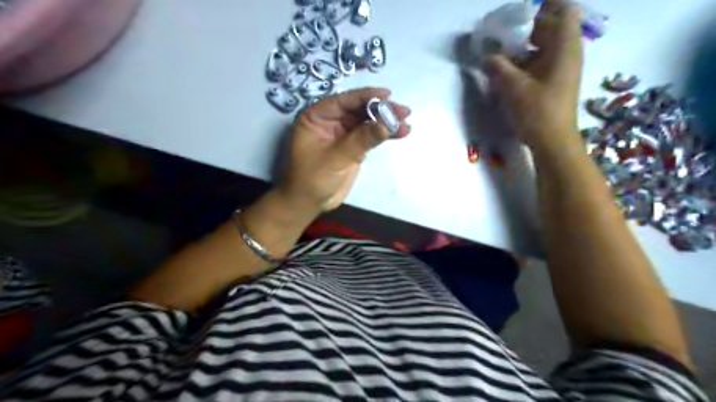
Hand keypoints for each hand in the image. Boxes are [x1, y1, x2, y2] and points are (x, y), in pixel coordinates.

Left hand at [281, 88, 413, 212]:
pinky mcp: (353, 147)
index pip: (343, 101)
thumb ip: (363, 139)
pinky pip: (370, 136)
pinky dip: (384, 134)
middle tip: (403, 111)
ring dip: (386, 122)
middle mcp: (330, 121)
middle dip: (381, 110)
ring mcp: (342, 134)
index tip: (387, 95)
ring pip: (367, 122)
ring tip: (406, 122)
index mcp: (317, 117)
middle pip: (358, 110)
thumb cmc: (314, 178)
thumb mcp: (337, 157)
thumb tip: (389, 122)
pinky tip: (401, 132)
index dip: (366, 96)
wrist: (310, 202)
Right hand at [491, 0, 583, 154]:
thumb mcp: (513, 87)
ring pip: (545, 45)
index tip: (521, 10)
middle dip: (529, 24)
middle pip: (553, 26)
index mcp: (565, 47)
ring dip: (525, 44)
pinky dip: (526, 60)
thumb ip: (498, 66)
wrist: (552, 142)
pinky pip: (542, 61)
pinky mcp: (555, 82)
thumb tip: (487, 55)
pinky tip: (508, 68)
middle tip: (504, 28)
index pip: (565, 10)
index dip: (545, 4)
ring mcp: (562, 68)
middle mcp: (568, 53)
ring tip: (501, 48)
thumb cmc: (537, 112)